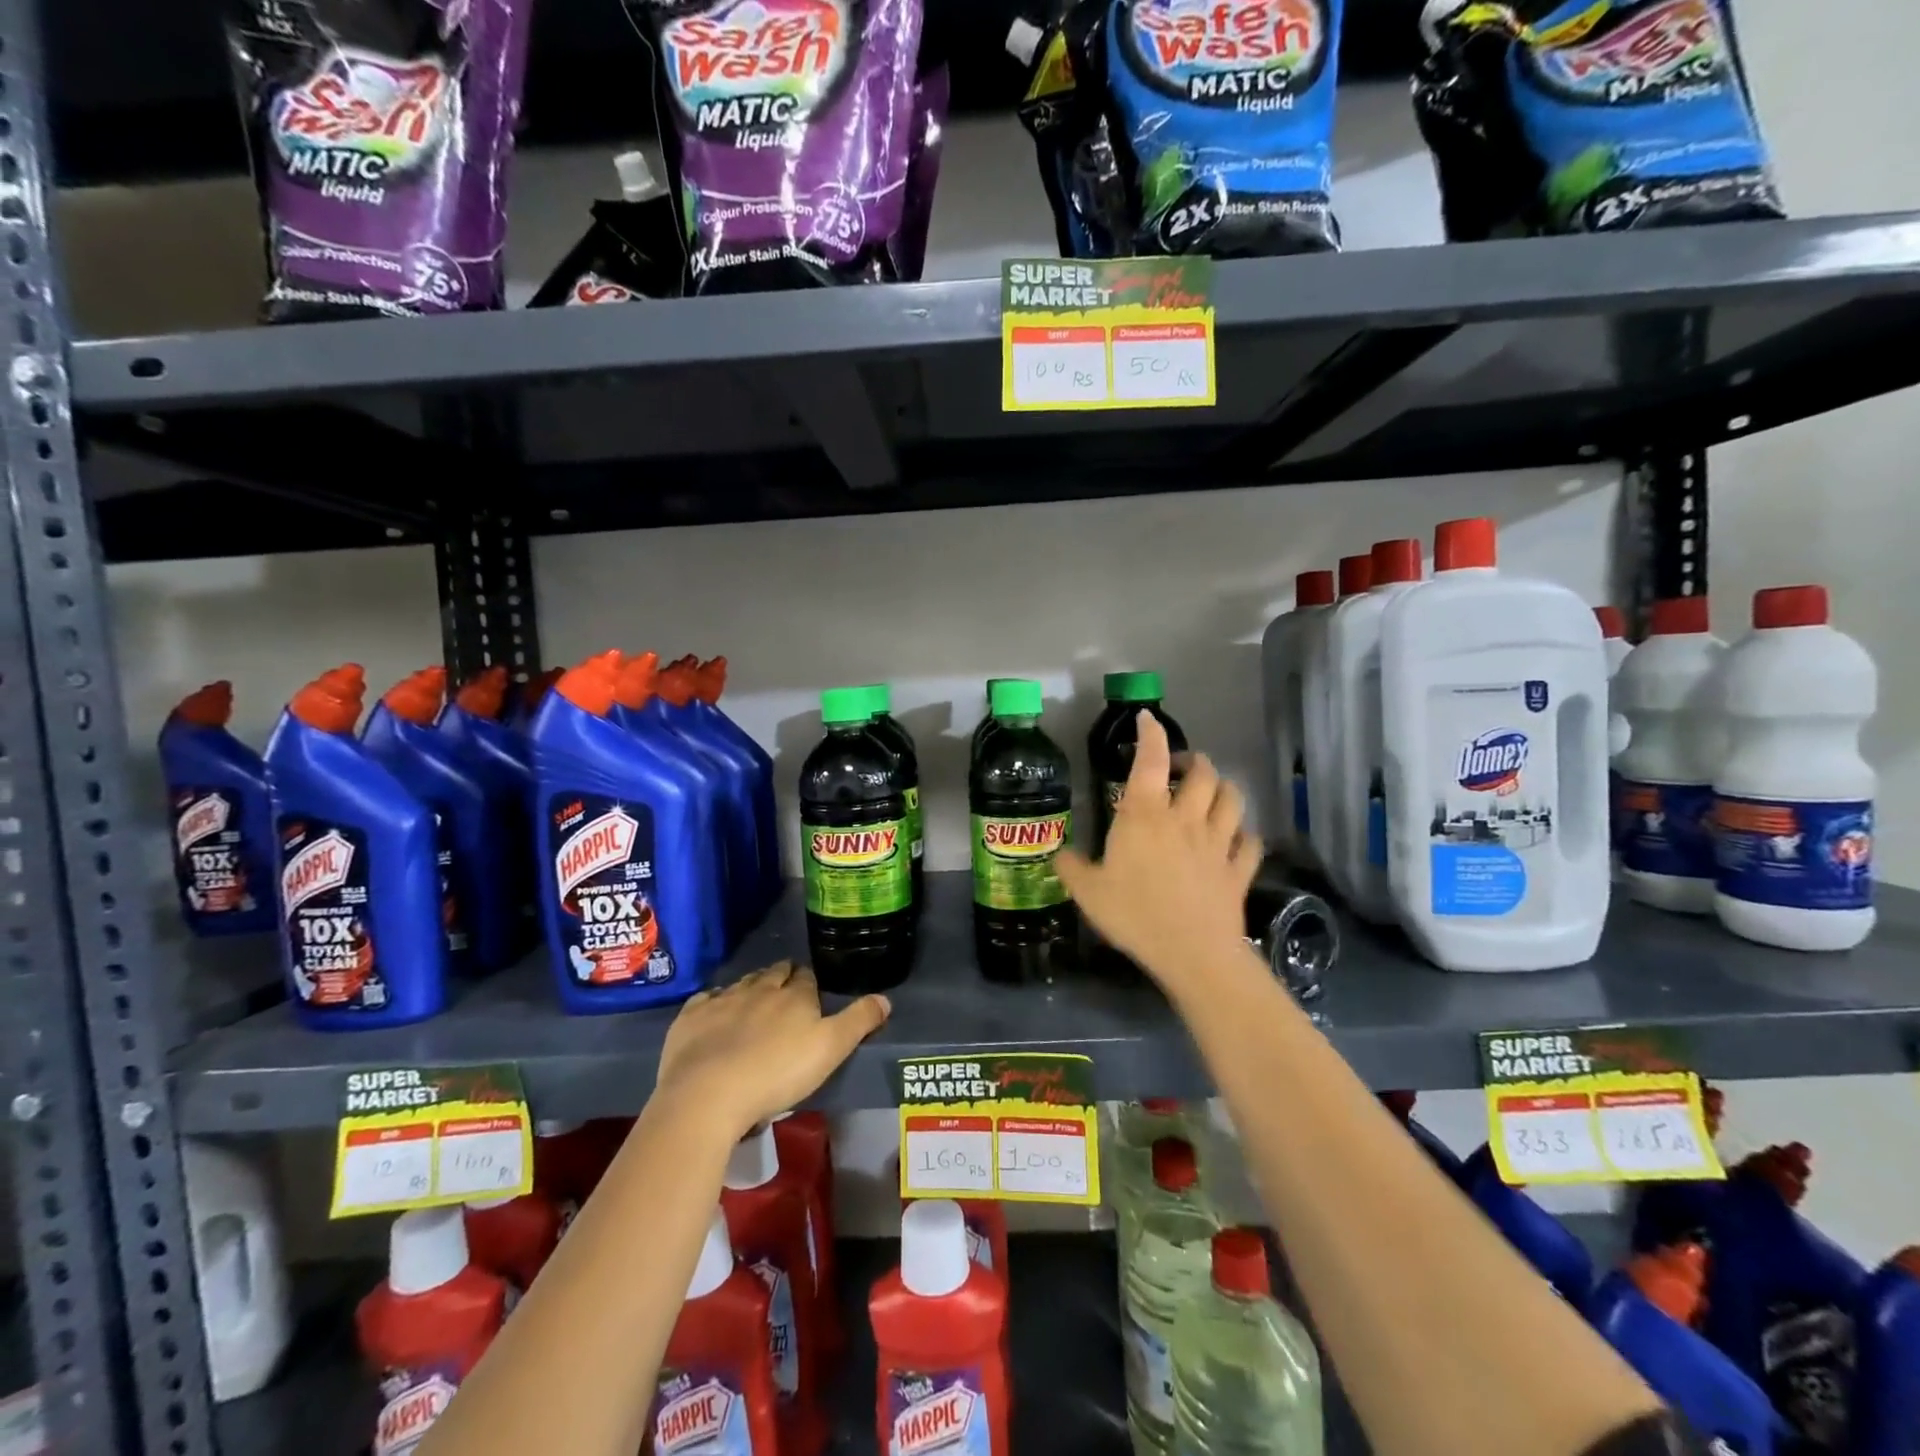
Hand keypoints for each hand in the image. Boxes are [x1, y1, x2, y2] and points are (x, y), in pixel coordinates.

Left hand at [654, 962, 889, 1139]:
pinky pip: (706, 1000)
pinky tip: (715, 1013)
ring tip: (754, 1001)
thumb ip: (859, 1022)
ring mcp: (723, 1000)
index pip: (806, 978)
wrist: (709, 1094)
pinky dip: (714, 1002)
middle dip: (781, 977)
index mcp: (795, 995)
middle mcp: (760, 988)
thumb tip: (885, 998)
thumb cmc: (778, 1073)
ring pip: (742, 984)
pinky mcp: (691, 1018)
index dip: (809, 983)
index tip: (811, 993)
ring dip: (750, 988)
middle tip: (785, 993)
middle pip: (774, 974)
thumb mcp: (830, 1050)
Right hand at [1055, 712, 1260, 999]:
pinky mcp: (1239, 870)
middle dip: (1194, 761)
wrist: (1192, 953)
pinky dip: (1244, 835)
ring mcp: (1217, 843)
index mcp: (1145, 815)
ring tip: (1211, 792)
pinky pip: (1250, 843)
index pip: (1150, 760)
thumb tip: (1060, 856)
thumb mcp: (1088, 892)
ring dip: (1223, 789)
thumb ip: (1072, 868)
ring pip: (1232, 800)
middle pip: (1203, 774)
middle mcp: (1185, 819)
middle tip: (1181, 767)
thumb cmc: (1135, 915)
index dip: (1151, 734)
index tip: (1148, 719)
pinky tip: (1236, 839)